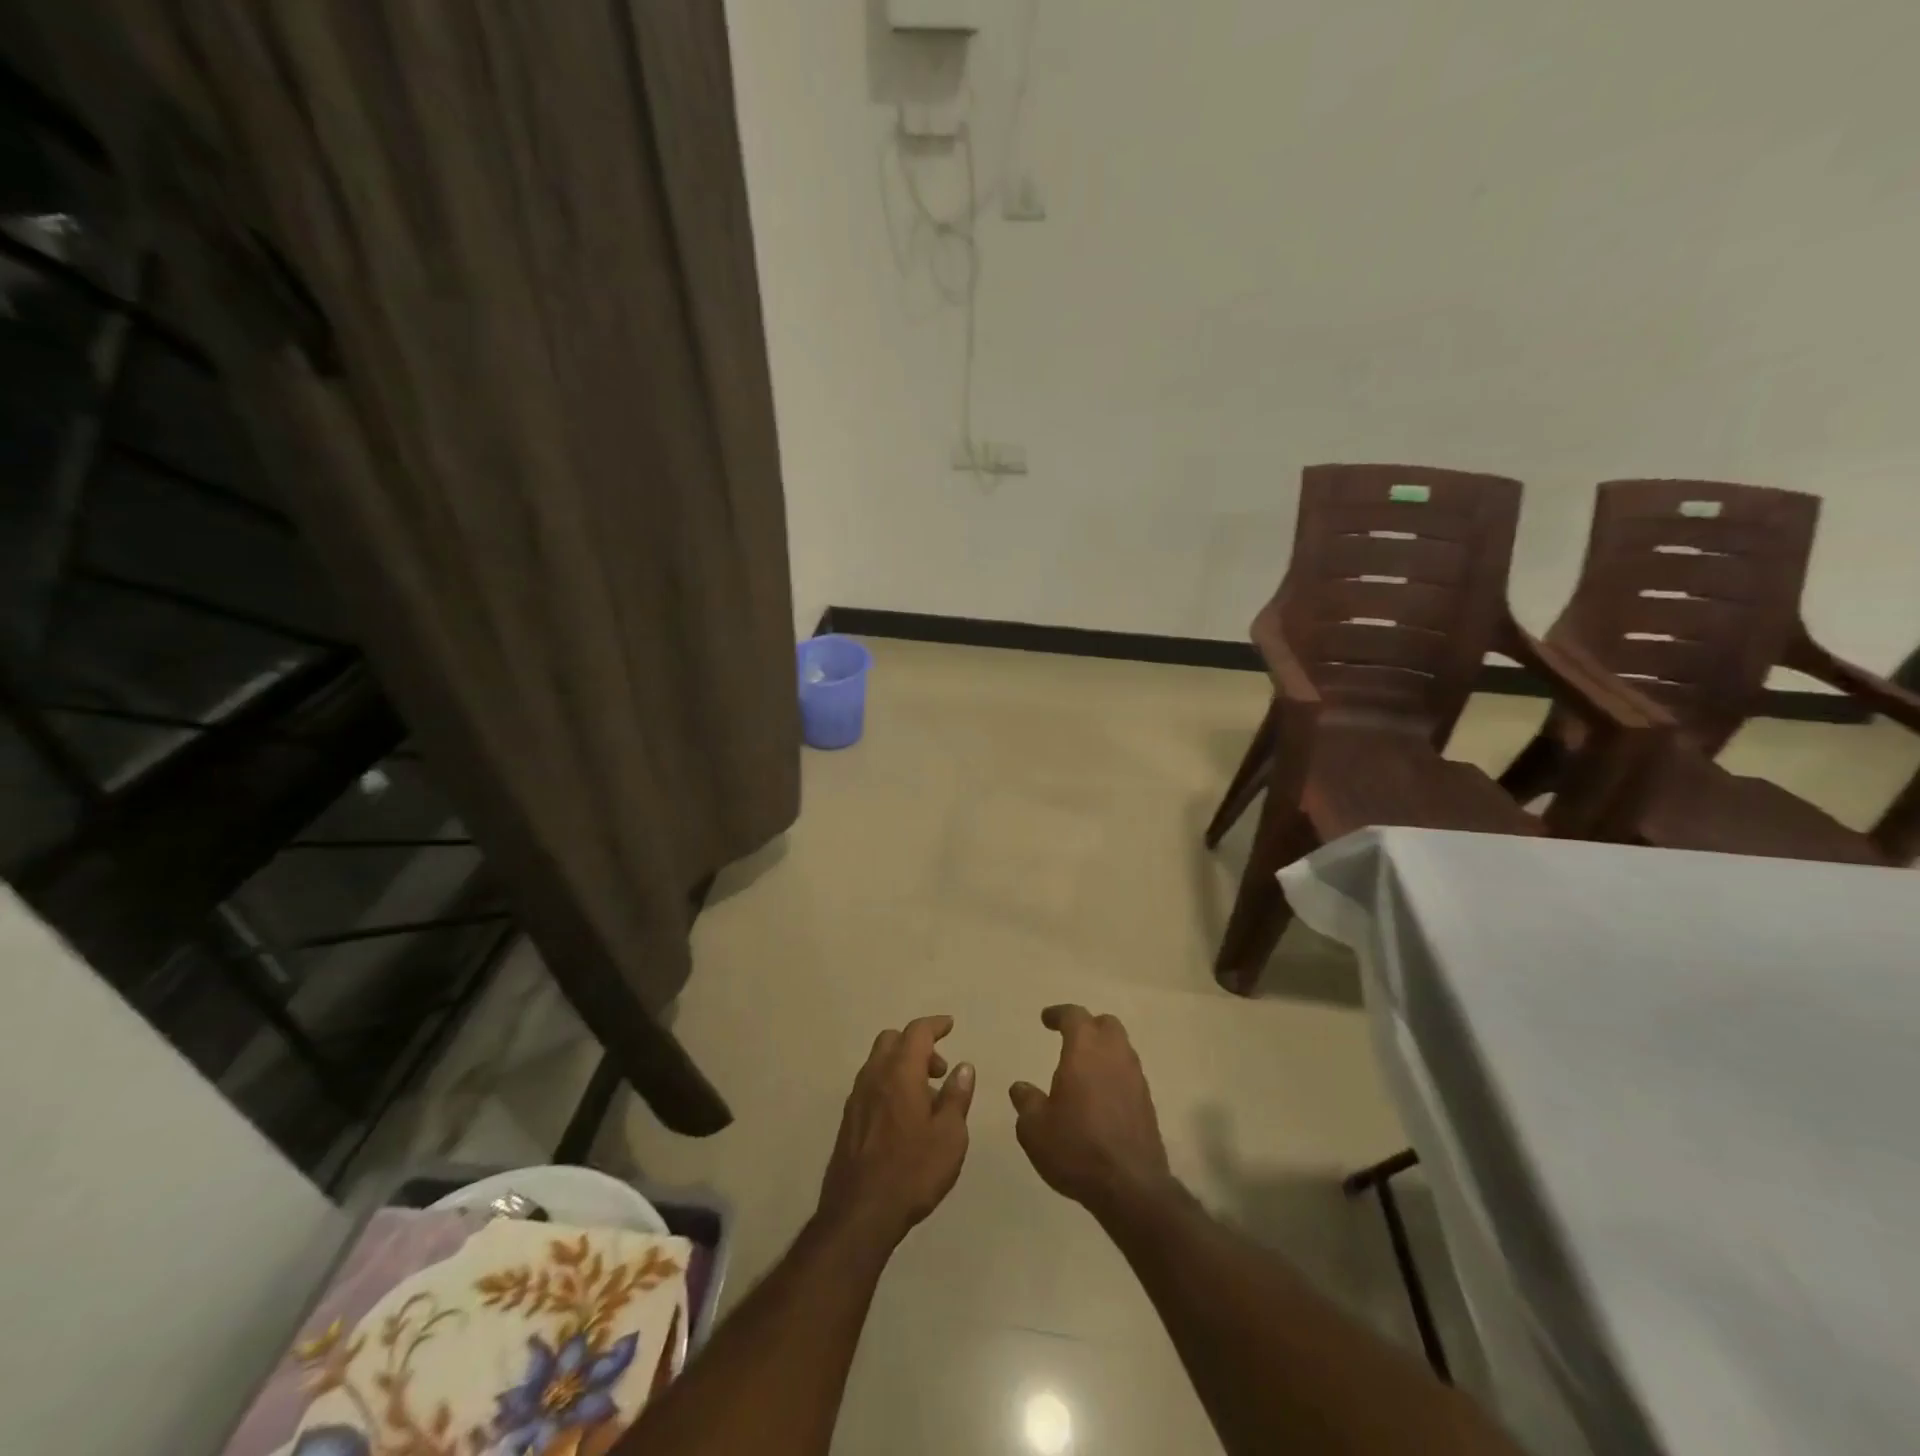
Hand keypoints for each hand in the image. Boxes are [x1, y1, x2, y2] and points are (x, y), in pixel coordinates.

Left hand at [817, 1015, 974, 1247]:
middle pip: (892, 1040)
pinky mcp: (848, 1119)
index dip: (935, 1025)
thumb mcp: (950, 1136)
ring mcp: (857, 1097)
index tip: (950, 1025)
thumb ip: (957, 1097)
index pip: (917, 1032)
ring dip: (902, 1065)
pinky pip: (871, 1084)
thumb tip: (963, 1067)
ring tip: (926, 1097)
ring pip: (878, 1061)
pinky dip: (889, 1083)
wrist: (859, 1213)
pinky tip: (904, 1115)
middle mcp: (874, 1076)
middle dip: (917, 1044)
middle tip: (939, 1069)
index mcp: (900, 1072)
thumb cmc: (912, 1171)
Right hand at [1010, 1005, 1171, 1219]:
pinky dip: (1114, 1075)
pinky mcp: (1147, 1103)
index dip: (1058, 1014)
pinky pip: (1129, 1074)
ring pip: (1121, 1048)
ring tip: (1084, 1069)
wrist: (1131, 1186)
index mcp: (1085, 1049)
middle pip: (1106, 1024)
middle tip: (1070, 1039)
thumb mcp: (1035, 1128)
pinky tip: (1101, 1097)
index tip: (1045, 1019)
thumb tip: (1020, 1088)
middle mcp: (1114, 1054)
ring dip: (1103, 1051)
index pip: (1074, 1015)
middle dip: (1088, 1026)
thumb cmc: (1076, 1147)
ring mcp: (1136, 1078)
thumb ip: (1026, 1101)